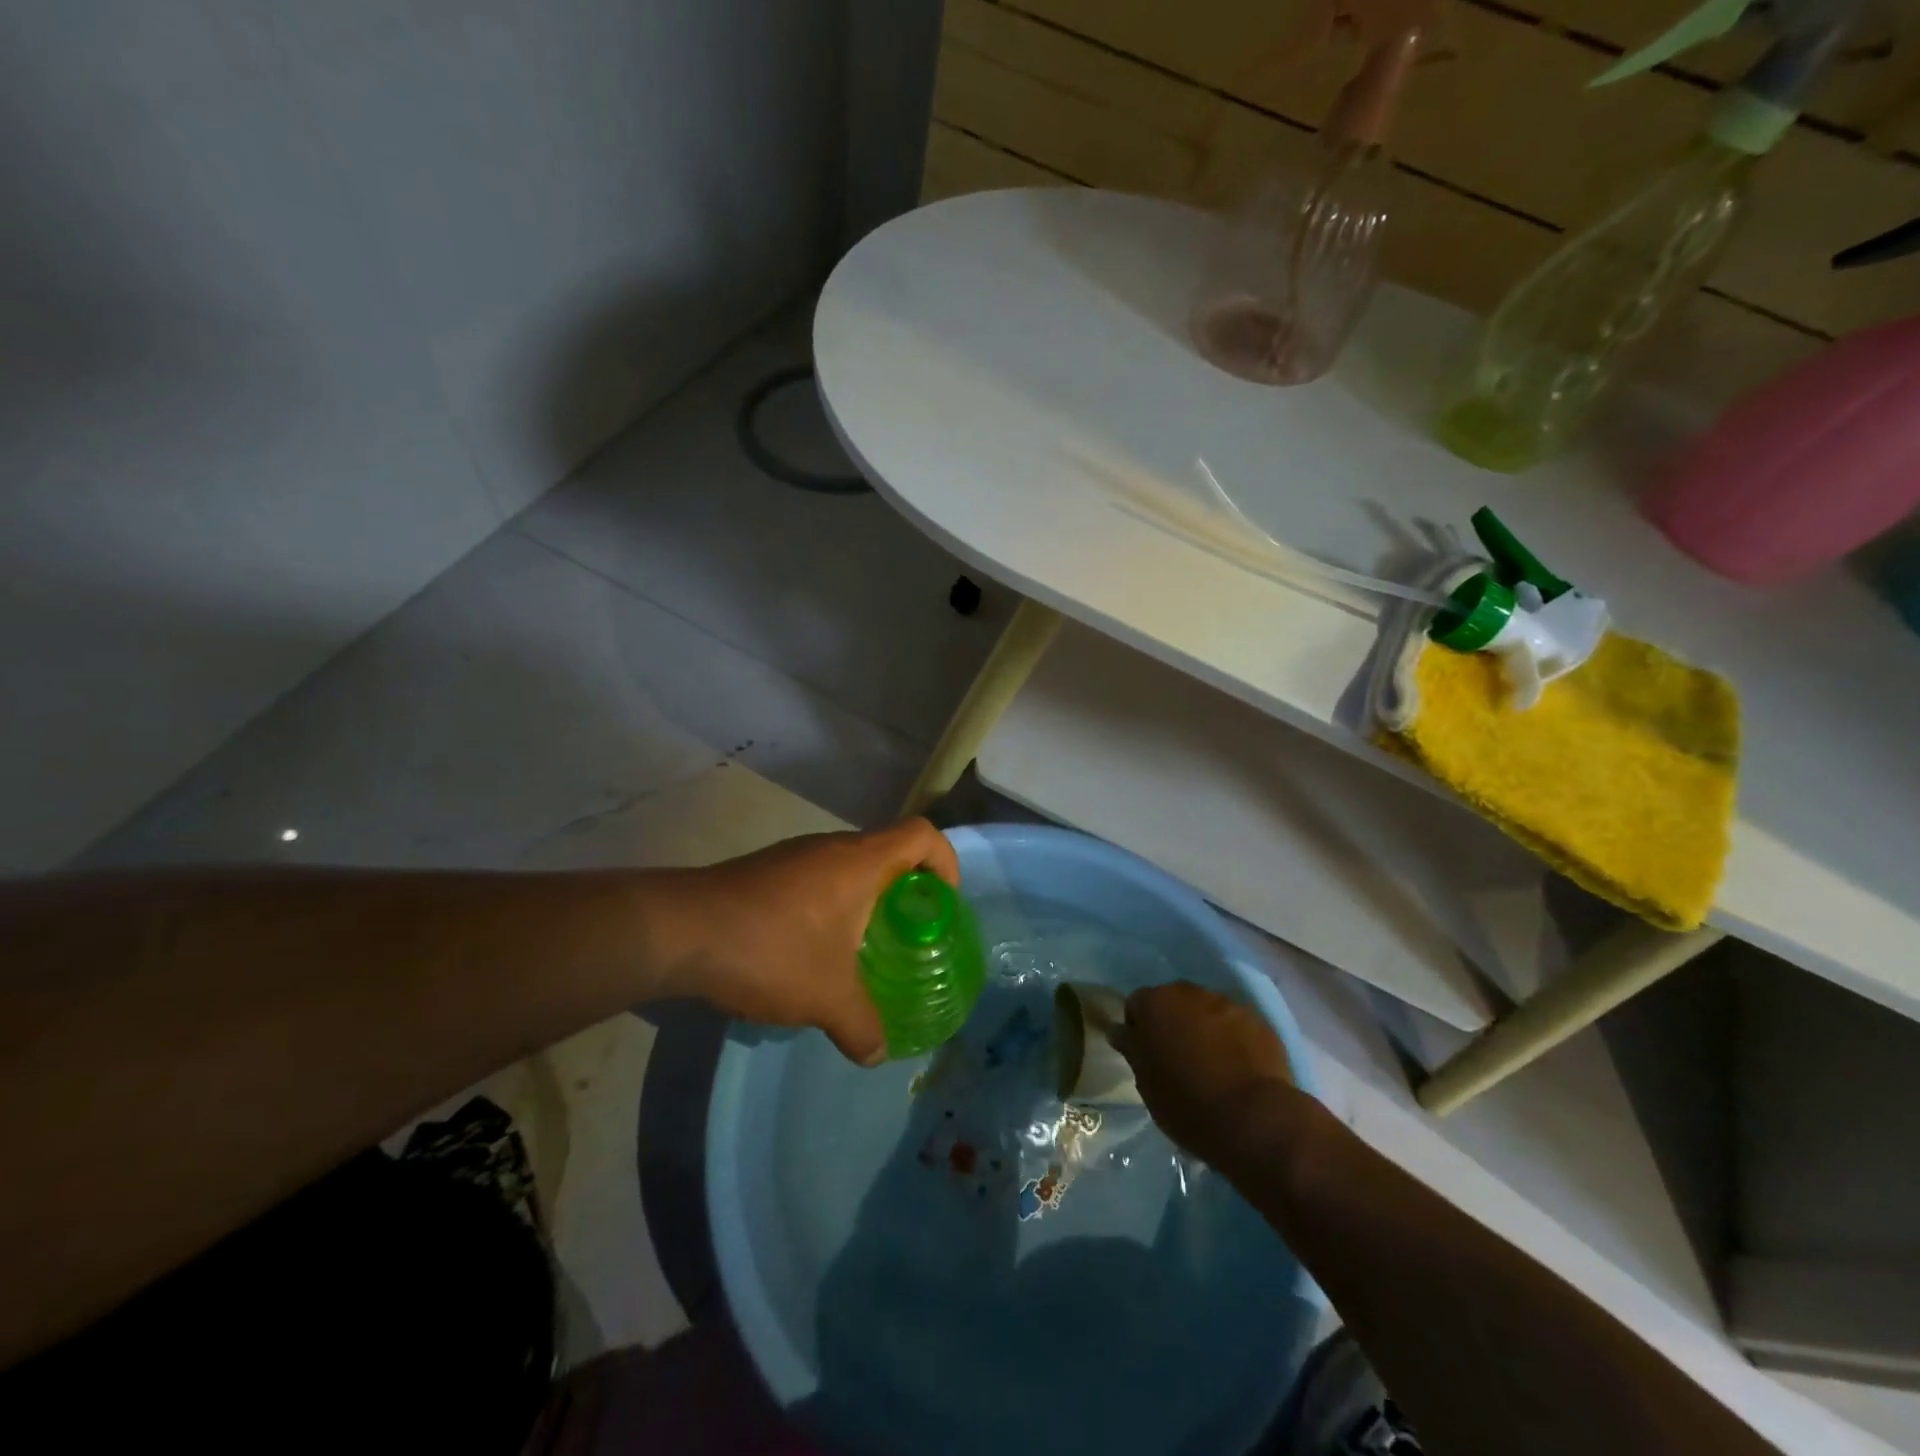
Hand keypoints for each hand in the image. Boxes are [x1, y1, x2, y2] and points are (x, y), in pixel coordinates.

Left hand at [664, 819, 959, 1064]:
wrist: (679, 930)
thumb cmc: (770, 949)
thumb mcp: (826, 997)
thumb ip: (861, 1025)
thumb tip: (879, 1053)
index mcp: (861, 862)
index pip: (922, 834)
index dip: (945, 862)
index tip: (944, 904)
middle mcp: (832, 847)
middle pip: (888, 851)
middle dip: (907, 891)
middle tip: (908, 936)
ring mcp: (796, 856)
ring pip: (850, 867)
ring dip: (865, 901)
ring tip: (862, 950)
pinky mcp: (767, 871)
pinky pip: (817, 879)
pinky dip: (831, 906)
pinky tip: (811, 952)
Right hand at [1115, 981, 1292, 1164]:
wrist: (1252, 1119)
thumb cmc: (1186, 1102)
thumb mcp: (1146, 1082)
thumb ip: (1132, 1049)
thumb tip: (1118, 1030)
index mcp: (1156, 1002)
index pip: (1136, 1004)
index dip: (1138, 1029)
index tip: (1146, 1057)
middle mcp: (1190, 993)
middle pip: (1174, 1002)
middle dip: (1173, 1024)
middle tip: (1178, 1061)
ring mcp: (1229, 1005)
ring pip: (1207, 1012)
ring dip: (1204, 1030)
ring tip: (1212, 1067)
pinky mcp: (1260, 1023)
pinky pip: (1237, 1027)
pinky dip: (1234, 1041)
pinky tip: (1238, 1070)